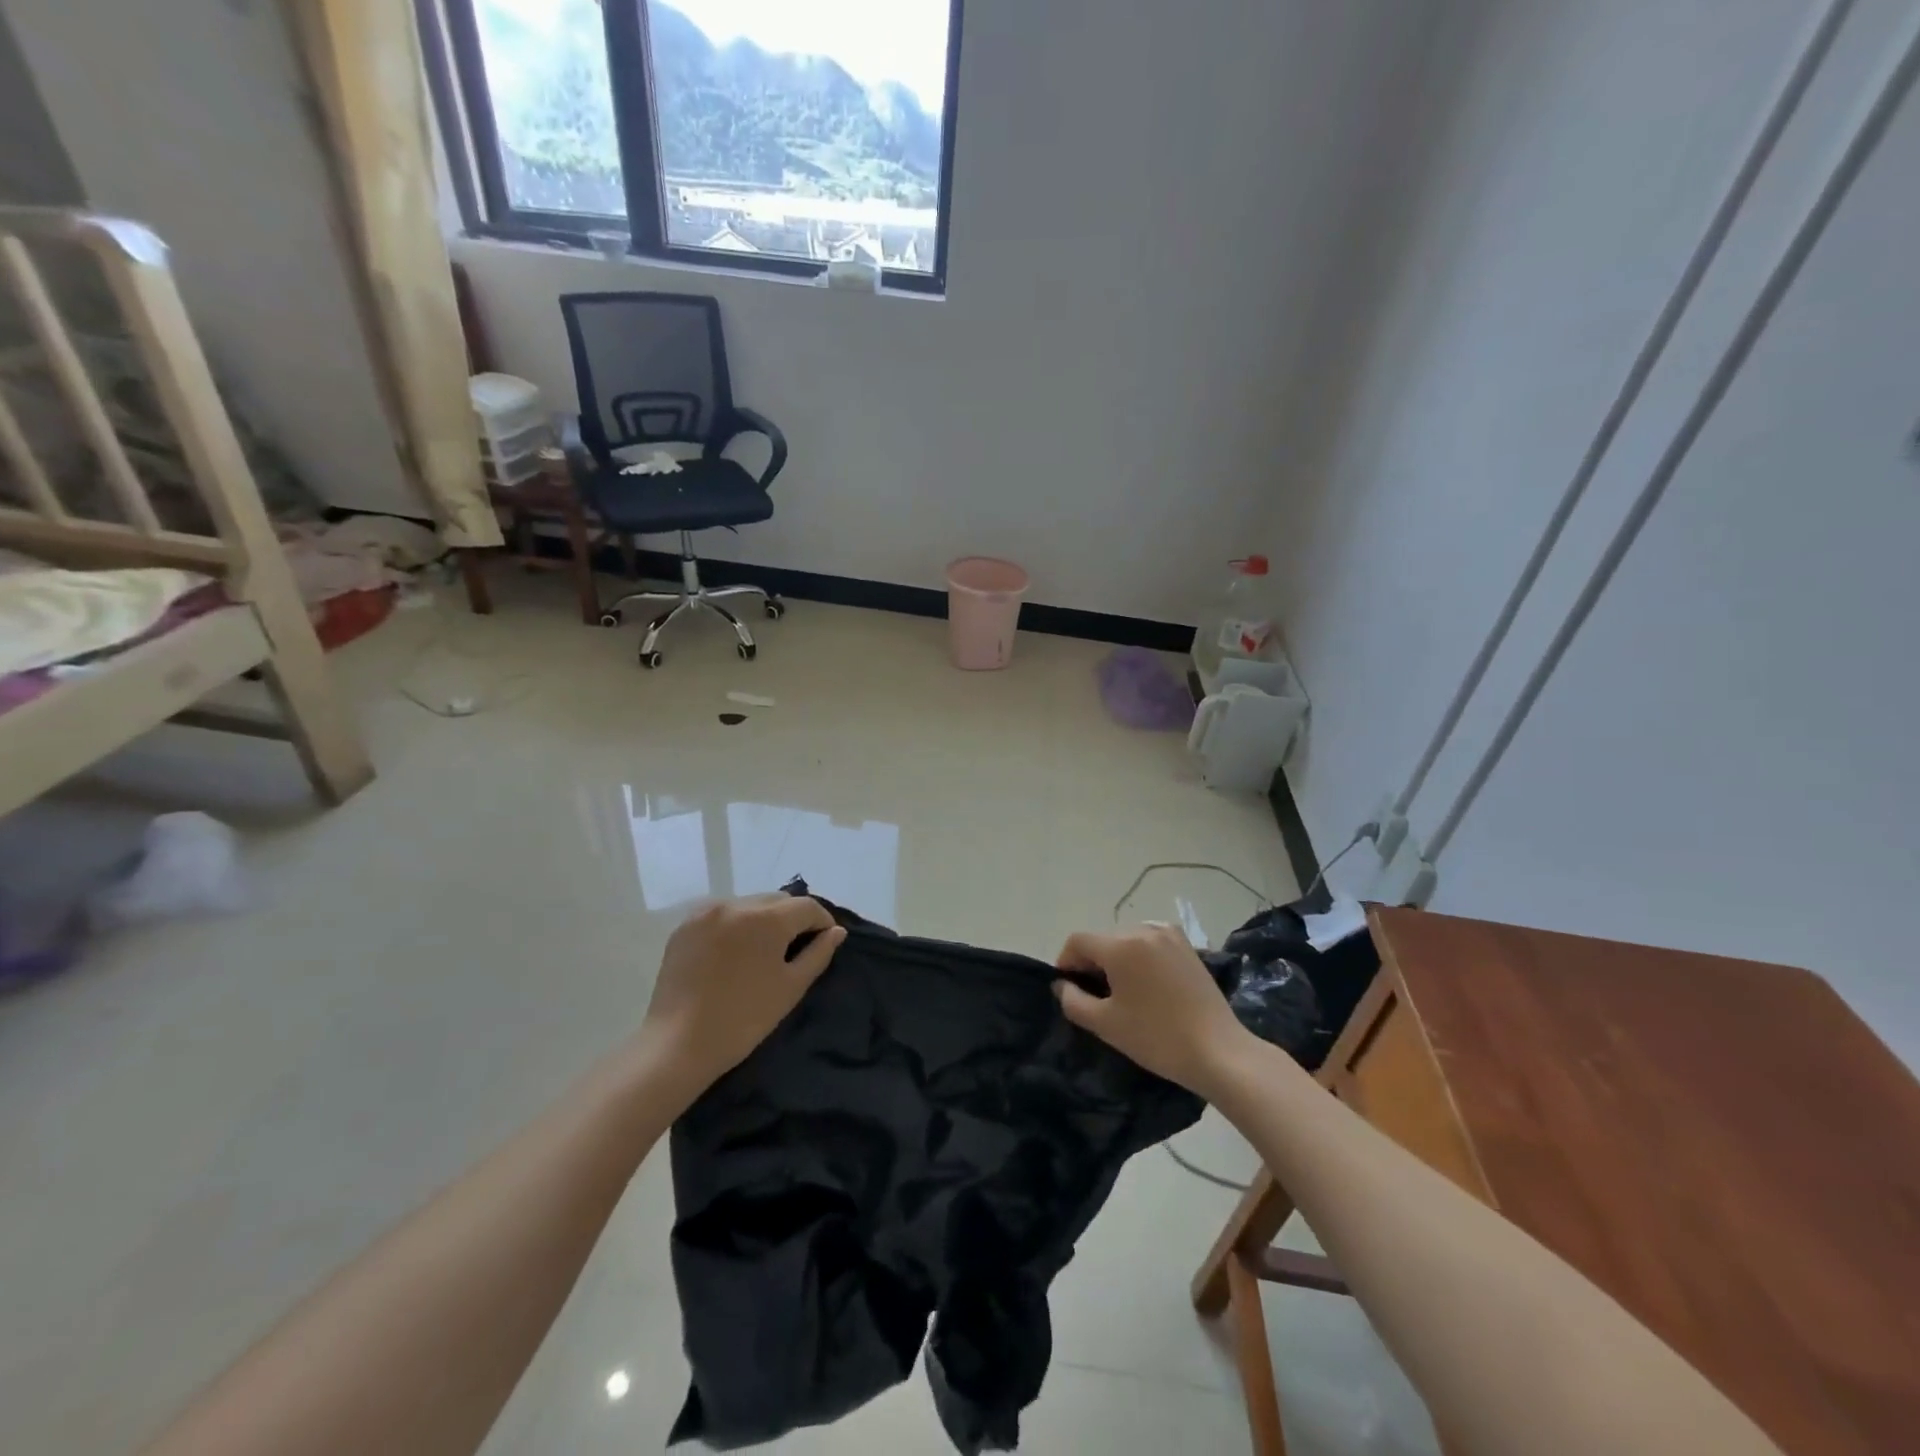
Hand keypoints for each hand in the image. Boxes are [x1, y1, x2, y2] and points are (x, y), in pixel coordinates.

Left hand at [638, 895, 845, 1098]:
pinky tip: (735, 951)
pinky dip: (736, 925)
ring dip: (764, 919)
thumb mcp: (791, 987)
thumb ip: (818, 953)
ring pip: (749, 904)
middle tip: (797, 946)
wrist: (678, 1043)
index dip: (822, 921)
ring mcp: (707, 912)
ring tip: (764, 949)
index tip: (826, 941)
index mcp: (766, 918)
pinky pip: (723, 914)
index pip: (806, 906)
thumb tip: (836, 931)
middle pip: (778, 900)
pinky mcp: (685, 925)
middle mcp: (736, 904)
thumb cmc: (744, 1019)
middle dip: (793, 917)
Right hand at [1053, 923, 1251, 1093]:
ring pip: (1126, 939)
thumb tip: (1062, 985)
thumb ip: (1073, 1001)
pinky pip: (1149, 942)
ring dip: (1116, 959)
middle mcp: (1144, 929)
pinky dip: (1139, 956)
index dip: (1066, 963)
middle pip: (1102, 939)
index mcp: (1121, 944)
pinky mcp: (1187, 946)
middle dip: (1092, 962)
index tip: (1069, 990)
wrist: (1219, 1052)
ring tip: (1122, 992)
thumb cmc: (1157, 1038)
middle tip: (1095, 996)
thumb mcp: (1105, 1024)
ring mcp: (1169, 934)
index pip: (1078, 941)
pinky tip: (1147, 984)